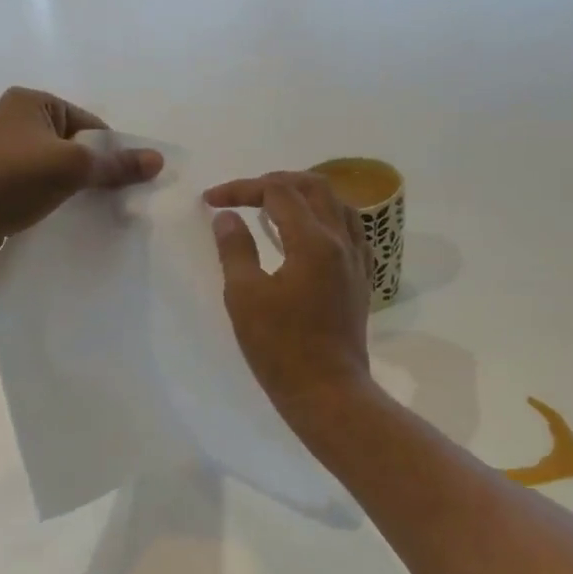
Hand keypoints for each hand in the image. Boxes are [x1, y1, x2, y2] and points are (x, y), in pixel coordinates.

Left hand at [0, 87, 161, 265]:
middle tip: (113, 198)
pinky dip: (52, 195)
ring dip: (74, 185)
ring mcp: (2, 149)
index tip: (126, 180)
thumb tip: (159, 160)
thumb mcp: (73, 166)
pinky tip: (63, 214)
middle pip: (74, 144)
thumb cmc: (14, 178)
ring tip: (90, 208)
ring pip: (55, 165)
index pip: (89, 122)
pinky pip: (36, 183)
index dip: (111, 150)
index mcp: (31, 101)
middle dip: (94, 169)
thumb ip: (116, 164)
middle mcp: (14, 118)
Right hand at [204, 171, 373, 421]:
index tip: (212, 201)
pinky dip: (325, 217)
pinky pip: (349, 229)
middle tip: (243, 194)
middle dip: (275, 182)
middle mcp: (341, 241)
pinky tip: (309, 232)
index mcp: (313, 241)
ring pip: (337, 204)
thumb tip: (228, 217)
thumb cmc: (280, 347)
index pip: (278, 193)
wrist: (327, 391)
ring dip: (304, 195)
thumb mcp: (245, 296)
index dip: (242, 189)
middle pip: (314, 187)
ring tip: (275, 205)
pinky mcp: (360, 278)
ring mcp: (356, 260)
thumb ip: (236, 249)